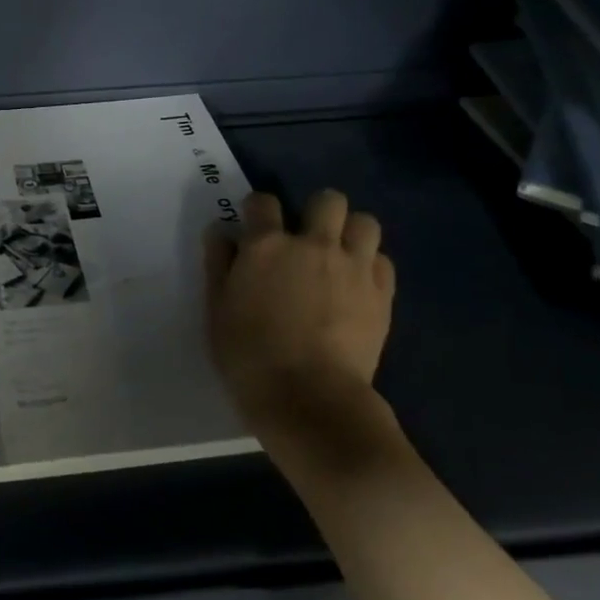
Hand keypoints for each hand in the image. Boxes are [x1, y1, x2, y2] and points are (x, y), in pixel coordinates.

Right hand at [204, 189, 395, 442]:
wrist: (309, 400)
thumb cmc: (249, 356)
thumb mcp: (217, 309)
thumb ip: (219, 264)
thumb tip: (221, 231)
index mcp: (267, 246)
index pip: (263, 202)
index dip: (257, 209)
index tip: (254, 226)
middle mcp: (314, 245)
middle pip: (328, 200)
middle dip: (316, 211)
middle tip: (305, 238)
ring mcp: (353, 268)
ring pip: (365, 222)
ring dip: (350, 232)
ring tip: (338, 255)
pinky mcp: (382, 295)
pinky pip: (383, 261)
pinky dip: (369, 265)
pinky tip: (356, 285)